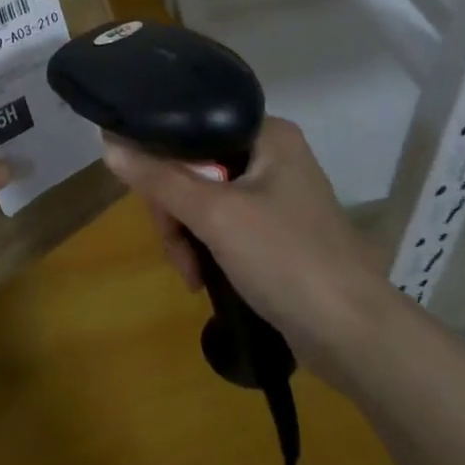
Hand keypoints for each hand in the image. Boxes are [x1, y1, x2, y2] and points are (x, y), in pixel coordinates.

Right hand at [102, 117, 390, 382]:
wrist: (354, 335)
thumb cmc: (286, 259)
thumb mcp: (216, 216)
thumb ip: (161, 179)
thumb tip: (110, 145)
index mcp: (267, 134)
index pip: (194, 129)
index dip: (163, 161)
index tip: (150, 200)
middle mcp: (273, 155)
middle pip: (196, 168)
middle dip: (176, 213)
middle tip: (177, 252)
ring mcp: (277, 195)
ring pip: (205, 200)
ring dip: (188, 237)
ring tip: (192, 277)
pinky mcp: (277, 232)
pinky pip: (224, 225)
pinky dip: (208, 249)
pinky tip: (203, 279)